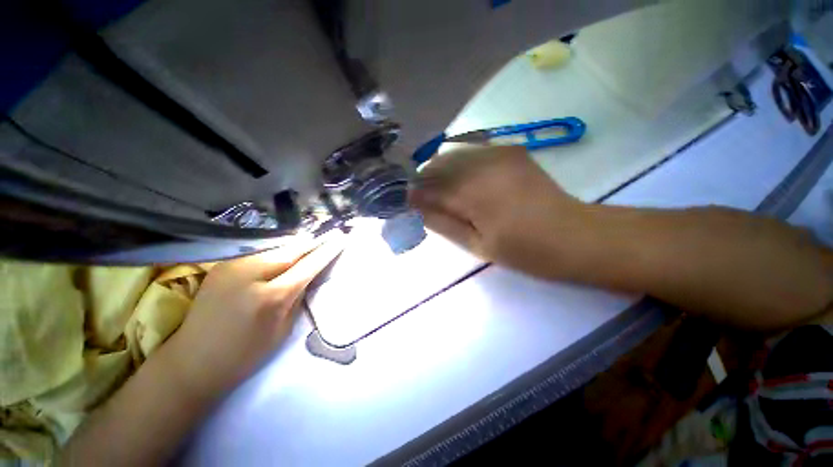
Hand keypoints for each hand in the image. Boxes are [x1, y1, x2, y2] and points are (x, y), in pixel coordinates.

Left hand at [161, 234, 345, 400]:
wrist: (192, 362)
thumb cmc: (245, 355)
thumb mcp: (284, 329)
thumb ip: (298, 297)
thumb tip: (307, 276)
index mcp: (273, 296)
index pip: (308, 265)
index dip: (327, 251)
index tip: (340, 238)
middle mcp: (251, 274)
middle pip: (291, 250)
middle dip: (312, 244)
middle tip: (327, 238)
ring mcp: (232, 267)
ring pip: (275, 250)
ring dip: (294, 249)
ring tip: (308, 246)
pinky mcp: (222, 266)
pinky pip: (259, 255)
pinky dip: (275, 254)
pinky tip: (282, 257)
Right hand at [409, 145, 591, 278]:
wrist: (574, 235)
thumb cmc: (524, 250)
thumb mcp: (477, 245)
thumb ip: (442, 223)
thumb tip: (414, 208)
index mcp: (472, 193)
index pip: (428, 188)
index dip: (413, 195)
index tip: (405, 204)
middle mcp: (482, 164)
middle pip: (437, 165)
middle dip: (424, 180)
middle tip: (423, 199)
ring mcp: (498, 152)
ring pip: (453, 154)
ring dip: (440, 170)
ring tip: (441, 190)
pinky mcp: (510, 150)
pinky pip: (472, 150)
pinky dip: (459, 163)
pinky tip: (463, 178)